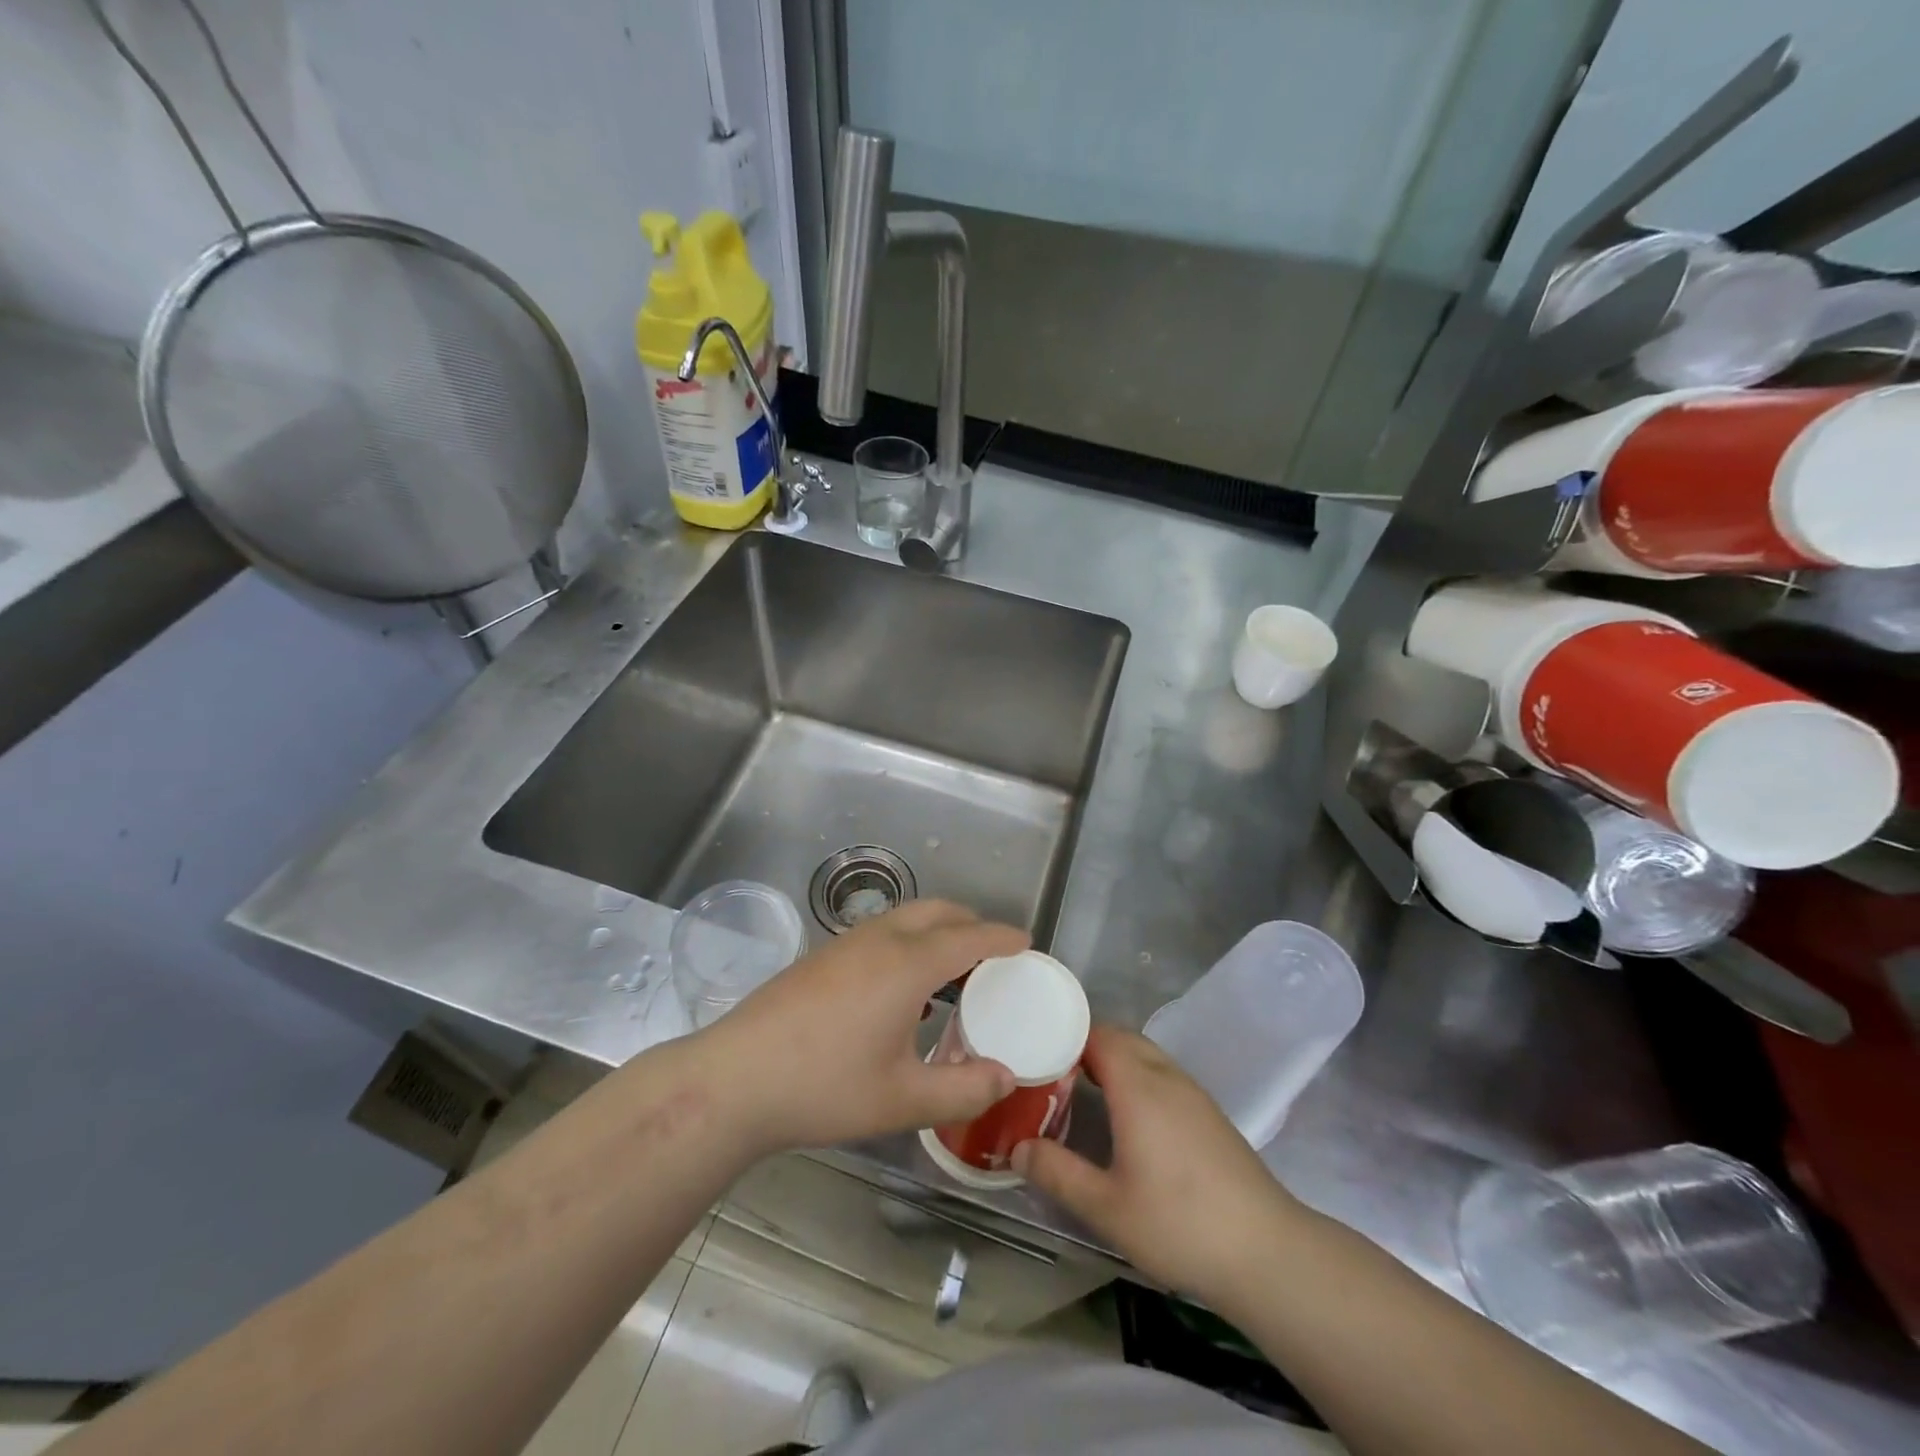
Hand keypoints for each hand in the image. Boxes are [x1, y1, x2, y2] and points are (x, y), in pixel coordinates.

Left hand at [697, 900, 1028, 1155]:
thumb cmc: (825, 1087)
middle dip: (971, 922)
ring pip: (905, 917)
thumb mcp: (902, 1100)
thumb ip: (963, 1090)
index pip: (969, 936)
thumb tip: (1006, 1077)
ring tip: (953, 970)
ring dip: (937, 930)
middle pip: (937, 911)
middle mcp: (879, 939)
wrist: (735, 1079)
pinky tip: (903, 988)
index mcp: (907, 964)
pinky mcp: (821, 956)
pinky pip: (882, 931)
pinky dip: (909, 941)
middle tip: (993, 954)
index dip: (1002, 937)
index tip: (1026, 942)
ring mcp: (845, 943)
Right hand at [1014, 1027, 1302, 1305]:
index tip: (1035, 1049)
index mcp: (1138, 1086)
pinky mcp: (1209, 1114)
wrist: (1266, 1252)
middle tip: (1050, 1070)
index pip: (1097, 1034)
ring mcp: (1193, 1093)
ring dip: (1113, 1060)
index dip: (1065, 1034)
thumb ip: (1057, 1172)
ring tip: (1081, 1090)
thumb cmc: (1179, 1223)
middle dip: (1085, 1045)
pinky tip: (1127, 1117)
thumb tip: (1017, 1146)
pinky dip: (1136, 1077)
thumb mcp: (1106, 1207)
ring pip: (1145, 1055)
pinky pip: (1162, 1075)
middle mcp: (1165, 1077)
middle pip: (1121, 1038)